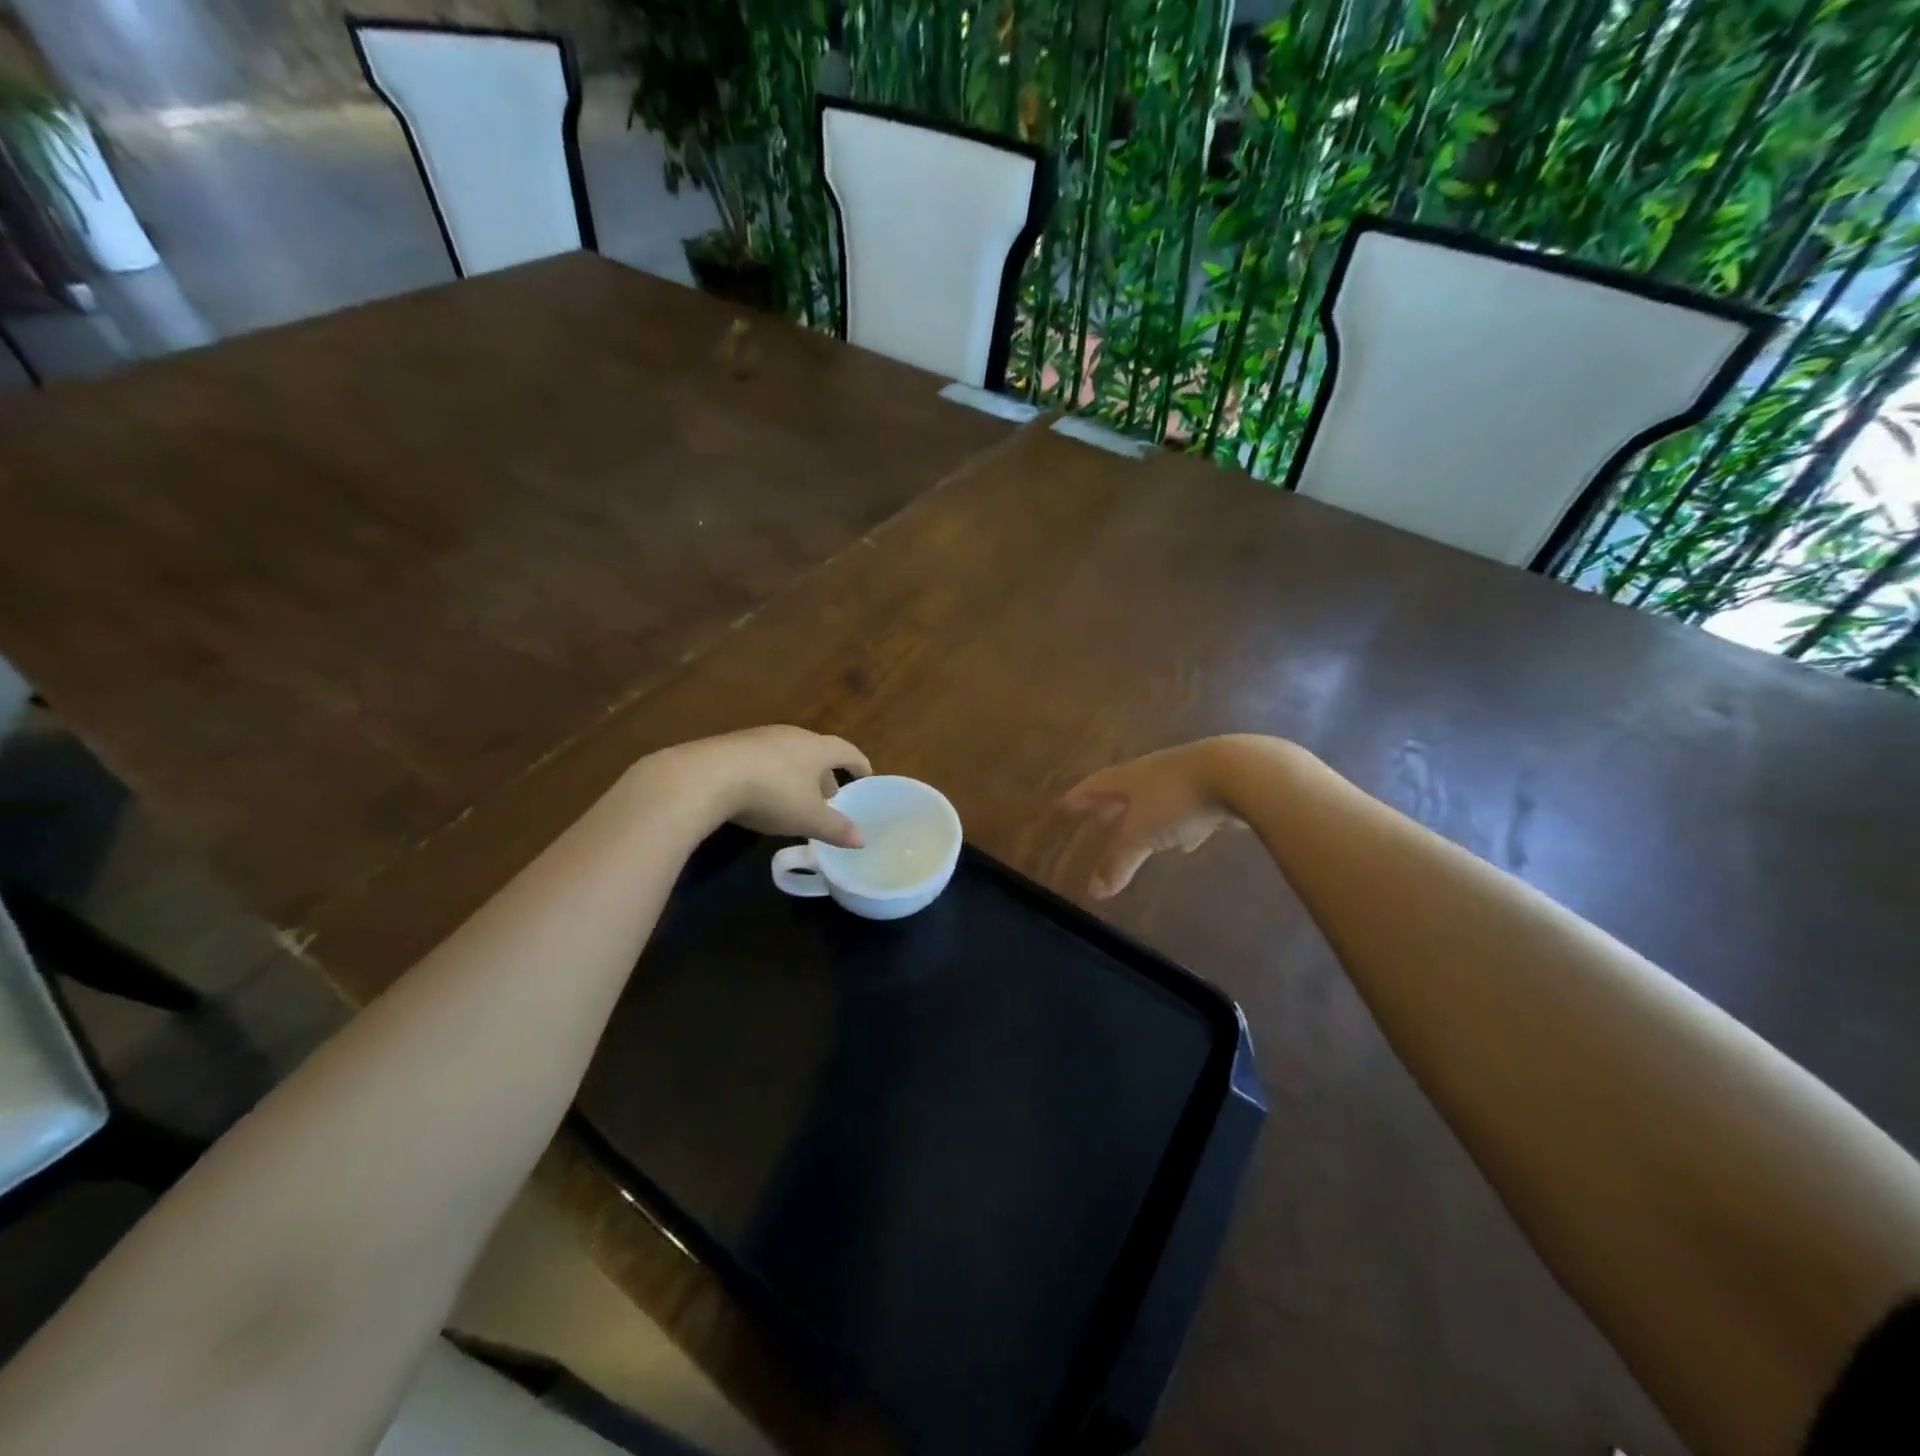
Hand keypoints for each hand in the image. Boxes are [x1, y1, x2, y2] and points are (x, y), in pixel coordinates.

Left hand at [642, 726, 871, 847]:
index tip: (866, 777)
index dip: (860, 765)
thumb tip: (862, 839)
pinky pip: (763, 759)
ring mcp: (760, 737)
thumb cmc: (772, 794)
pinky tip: (763, 795)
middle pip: (817, 752)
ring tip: (798, 799)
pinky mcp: (732, 745)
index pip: (847, 751)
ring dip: (798, 775)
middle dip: (826, 774)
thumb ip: (836, 828)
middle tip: (831, 798)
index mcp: (817, 748)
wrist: (706, 776)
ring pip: (789, 755)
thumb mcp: (808, 818)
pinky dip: (773, 774)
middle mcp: (792, 735)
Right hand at [1060, 738, 1250, 898]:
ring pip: (1158, 800)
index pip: (1095, 786)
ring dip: (1146, 816)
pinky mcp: (1216, 790)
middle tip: (1096, 817)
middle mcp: (1154, 773)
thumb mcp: (1141, 835)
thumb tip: (1094, 891)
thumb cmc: (1177, 799)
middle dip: (1110, 806)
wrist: (1241, 773)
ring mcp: (1187, 778)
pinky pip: (1188, 811)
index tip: (1062, 806)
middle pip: (1125, 789)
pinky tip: (1189, 842)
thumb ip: (1118, 862)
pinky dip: (1181, 826)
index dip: (1078, 798)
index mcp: (1130, 777)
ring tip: (1140, 833)